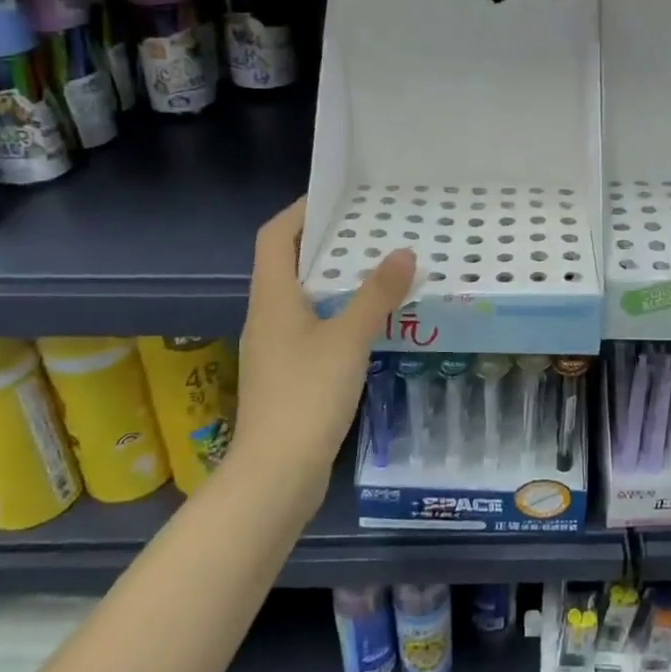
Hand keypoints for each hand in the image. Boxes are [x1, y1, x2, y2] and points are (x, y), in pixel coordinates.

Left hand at [231, 198, 414, 484]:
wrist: (275, 474)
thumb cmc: (307, 396)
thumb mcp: (347, 339)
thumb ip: (376, 295)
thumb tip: (403, 252)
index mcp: (272, 298)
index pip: (276, 236)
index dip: (301, 211)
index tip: (338, 196)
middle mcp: (267, 316)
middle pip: (290, 264)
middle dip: (328, 243)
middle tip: (373, 230)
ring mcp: (276, 348)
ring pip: (304, 297)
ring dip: (336, 279)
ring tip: (380, 269)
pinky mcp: (288, 375)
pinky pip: (313, 327)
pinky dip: (339, 313)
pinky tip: (371, 322)